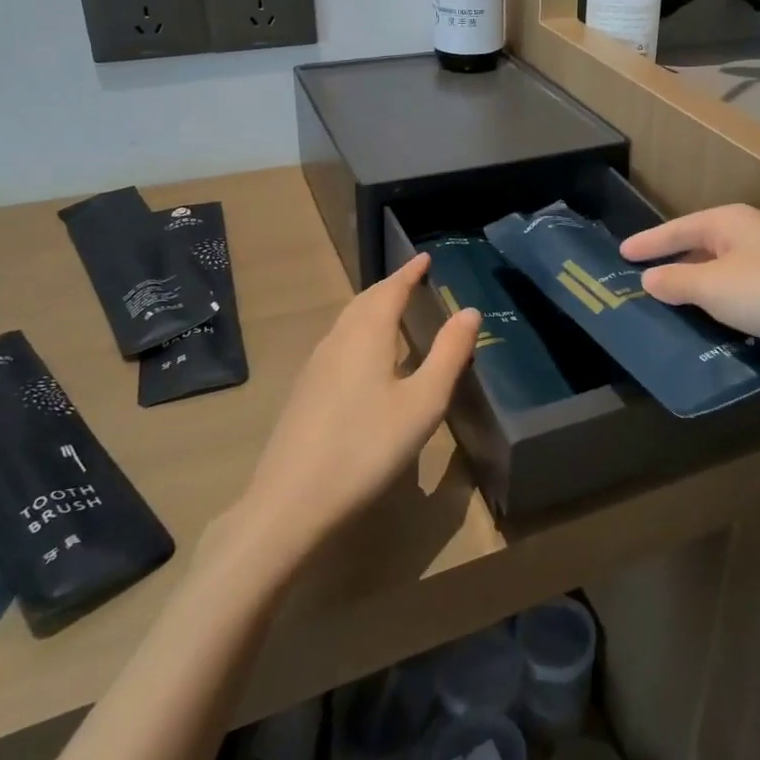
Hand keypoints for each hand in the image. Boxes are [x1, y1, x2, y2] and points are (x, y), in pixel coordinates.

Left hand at [235, 254, 478, 566]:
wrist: (290, 503)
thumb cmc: (367, 447)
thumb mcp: (423, 403)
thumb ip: (449, 354)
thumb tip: (469, 311)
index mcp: (366, 335)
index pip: (390, 289)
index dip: (409, 272)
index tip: (424, 257)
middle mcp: (337, 341)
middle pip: (364, 302)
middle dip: (389, 286)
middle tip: (412, 279)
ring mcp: (315, 367)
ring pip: (347, 322)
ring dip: (371, 308)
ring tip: (391, 310)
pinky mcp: (304, 392)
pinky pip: (337, 343)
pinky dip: (358, 332)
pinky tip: (363, 357)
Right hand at [620, 204, 759, 396]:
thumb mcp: (713, 286)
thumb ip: (677, 281)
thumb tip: (649, 278)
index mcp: (730, 223)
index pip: (678, 228)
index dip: (649, 242)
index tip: (621, 254)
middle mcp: (752, 239)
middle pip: (702, 250)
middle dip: (674, 268)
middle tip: (641, 286)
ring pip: (724, 280)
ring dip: (700, 296)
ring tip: (668, 316)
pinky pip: (745, 304)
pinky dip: (725, 316)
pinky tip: (711, 336)